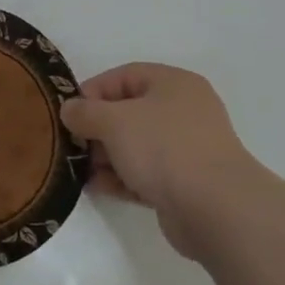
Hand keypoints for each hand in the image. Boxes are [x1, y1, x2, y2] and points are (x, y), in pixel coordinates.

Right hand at [60, 63, 262, 259]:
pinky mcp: (185, 183)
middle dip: (97, 129)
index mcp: (173, 84)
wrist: (215, 208)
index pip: (124, 76)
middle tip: (73, 145)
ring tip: (80, 170)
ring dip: (107, 156)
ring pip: (136, 145)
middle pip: (129, 112)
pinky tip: (98, 187)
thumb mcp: (115, 122)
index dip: (93, 91)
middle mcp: (183, 110)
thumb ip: (86, 112)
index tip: (68, 114)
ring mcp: (187, 148)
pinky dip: (122, 177)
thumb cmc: (164, 149)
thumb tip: (69, 109)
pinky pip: (146, 173)